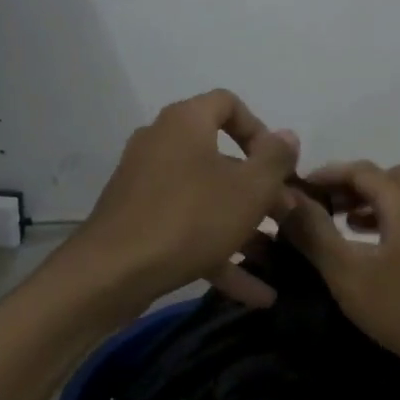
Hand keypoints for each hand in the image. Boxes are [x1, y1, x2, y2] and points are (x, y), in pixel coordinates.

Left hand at [71, 90, 299, 308]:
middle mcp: (162, 144)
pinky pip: (187, 228)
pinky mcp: (138, 221)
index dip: (259, 130)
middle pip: (220, 157)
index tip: (278, 165)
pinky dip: (218, 252)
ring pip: (206, 198)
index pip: (228, 104)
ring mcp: (146, 184)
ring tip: (275, 256)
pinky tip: (255, 294)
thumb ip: (275, 159)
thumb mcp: (249, 189)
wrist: (112, 272)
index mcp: (185, 122)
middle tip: (286, 215)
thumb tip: (287, 136)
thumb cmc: (190, 218)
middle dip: (259, 189)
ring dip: (243, 226)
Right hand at [281, 160, 399, 384]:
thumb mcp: (350, 274)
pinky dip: (394, 227)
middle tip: (327, 206)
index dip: (326, 175)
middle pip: (391, 178)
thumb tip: (284, 198)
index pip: (360, 171)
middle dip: (355, 185)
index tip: (298, 189)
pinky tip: (381, 256)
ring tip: (346, 226)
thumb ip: (315, 234)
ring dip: (375, 206)